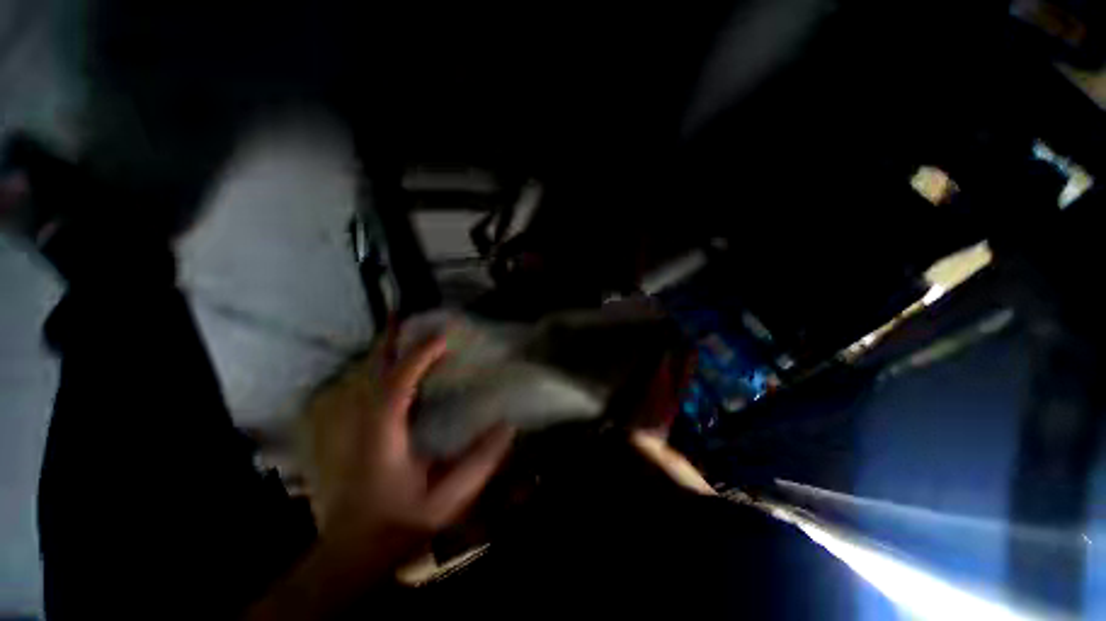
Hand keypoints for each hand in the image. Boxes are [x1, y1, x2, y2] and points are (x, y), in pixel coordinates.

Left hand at [307, 329, 513, 551]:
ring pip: (371, 376)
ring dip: (389, 350)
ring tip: (408, 330)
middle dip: (390, 340)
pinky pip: (375, 388)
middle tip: (408, 315)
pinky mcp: (363, 430)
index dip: (419, 357)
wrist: (355, 551)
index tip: (444, 338)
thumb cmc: (399, 525)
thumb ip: (480, 463)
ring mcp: (359, 425)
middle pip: (374, 371)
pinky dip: (389, 369)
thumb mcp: (446, 500)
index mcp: (384, 436)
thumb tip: (508, 425)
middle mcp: (366, 423)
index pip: (397, 386)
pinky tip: (404, 364)